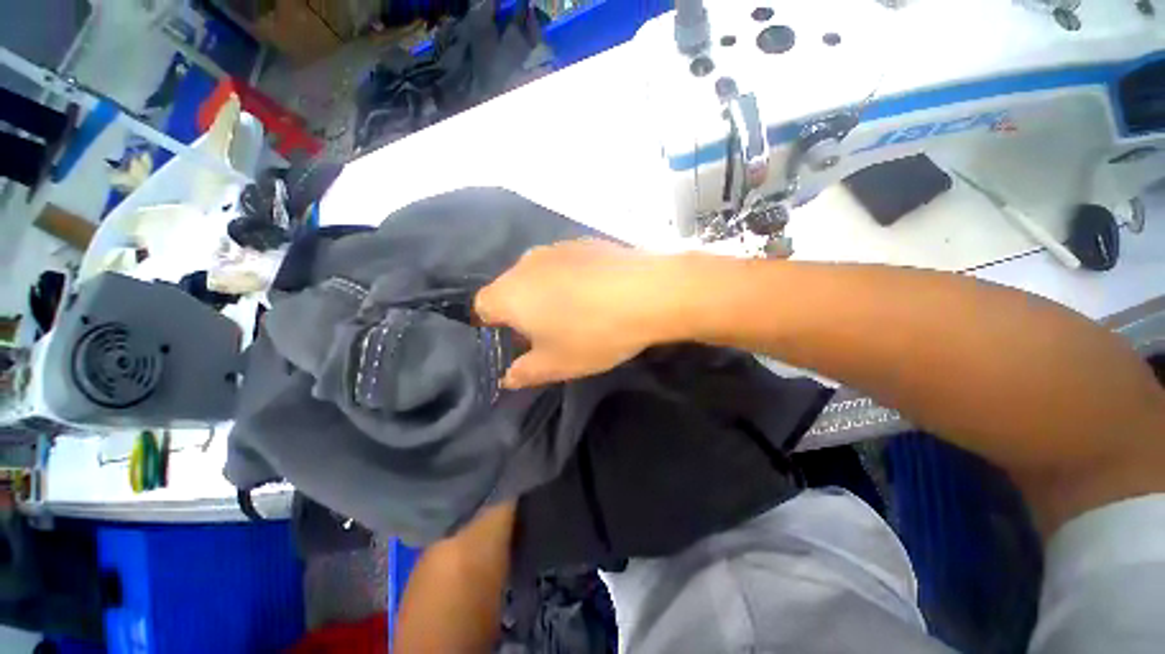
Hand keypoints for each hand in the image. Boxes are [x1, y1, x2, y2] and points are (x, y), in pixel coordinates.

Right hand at [475, 239, 676, 387]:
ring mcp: (557, 247)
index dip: (494, 327)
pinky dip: (571, 278)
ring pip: (539, 275)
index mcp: (510, 293)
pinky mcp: (584, 242)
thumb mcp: (557, 365)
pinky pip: (565, 264)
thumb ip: (525, 373)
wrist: (649, 293)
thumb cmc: (594, 333)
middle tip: (549, 332)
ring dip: (547, 293)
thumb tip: (508, 377)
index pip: (482, 307)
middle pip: (511, 288)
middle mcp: (526, 263)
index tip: (518, 341)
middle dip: (522, 311)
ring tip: (577, 311)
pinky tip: (597, 292)